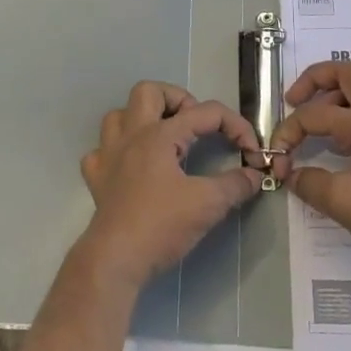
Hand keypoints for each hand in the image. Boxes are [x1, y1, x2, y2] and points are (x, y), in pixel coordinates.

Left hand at [77, 81, 264, 291]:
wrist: (116, 259)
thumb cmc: (162, 226)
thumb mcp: (208, 204)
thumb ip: (235, 185)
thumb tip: (254, 175)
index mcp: (160, 135)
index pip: (205, 112)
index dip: (235, 126)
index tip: (251, 151)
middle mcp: (131, 135)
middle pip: (149, 91)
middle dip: (177, 100)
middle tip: (196, 126)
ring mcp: (109, 155)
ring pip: (119, 115)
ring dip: (143, 119)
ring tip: (165, 138)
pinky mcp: (97, 179)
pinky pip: (101, 151)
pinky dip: (117, 152)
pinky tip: (132, 166)